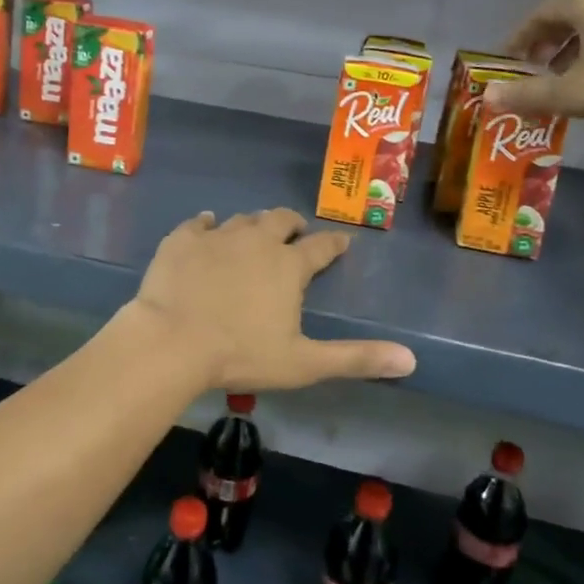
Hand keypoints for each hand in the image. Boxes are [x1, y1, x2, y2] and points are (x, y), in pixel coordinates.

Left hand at [127, 209, 416, 391]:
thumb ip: (356, 359)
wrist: (172, 341)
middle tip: (294, 231)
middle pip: (280, 220)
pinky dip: (206, 224)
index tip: (341, 242)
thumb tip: (411, 360)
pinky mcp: (182, 240)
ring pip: (242, 220)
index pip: (321, 247)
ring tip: (253, 232)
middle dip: (292, 224)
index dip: (334, 244)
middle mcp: (257, 240)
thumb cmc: (240, 354)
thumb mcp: (304, 363)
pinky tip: (206, 225)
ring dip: (252, 225)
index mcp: (288, 266)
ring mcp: (217, 236)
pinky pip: (198, 223)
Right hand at [484, 0, 583, 128]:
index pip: (542, 12)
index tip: (510, 61)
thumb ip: (528, 94)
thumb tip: (488, 97)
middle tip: (535, 69)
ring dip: (576, 49)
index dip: (521, 36)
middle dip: (548, 42)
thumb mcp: (571, 94)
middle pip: (571, 15)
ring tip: (567, 78)